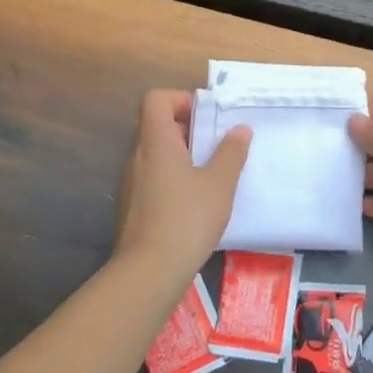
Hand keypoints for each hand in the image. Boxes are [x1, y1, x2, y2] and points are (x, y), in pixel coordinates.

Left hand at [114, 90, 250, 277]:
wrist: (149, 273)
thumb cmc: (187, 218)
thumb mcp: (220, 183)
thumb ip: (231, 152)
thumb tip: (240, 129)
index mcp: (157, 142)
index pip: (156, 100)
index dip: (181, 99)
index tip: (206, 116)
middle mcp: (138, 157)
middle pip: (157, 125)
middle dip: (188, 128)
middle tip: (217, 144)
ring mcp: (132, 184)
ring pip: (156, 154)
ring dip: (183, 155)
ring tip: (212, 173)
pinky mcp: (133, 208)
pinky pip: (154, 178)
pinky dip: (174, 178)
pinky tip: (196, 201)